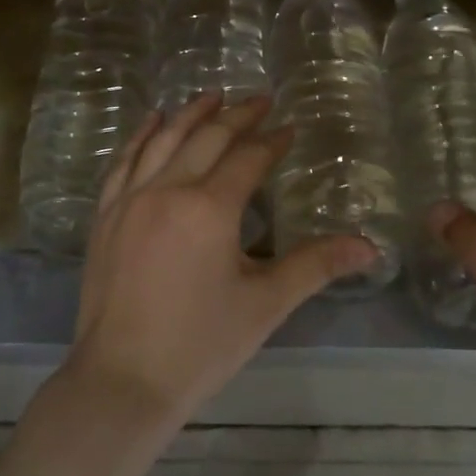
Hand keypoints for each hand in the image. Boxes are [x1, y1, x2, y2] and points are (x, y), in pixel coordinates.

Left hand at [64, 92, 376, 431]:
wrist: (122, 379)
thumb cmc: (200, 344)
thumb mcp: (265, 304)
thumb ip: (316, 266)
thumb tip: (369, 246)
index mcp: (209, 209)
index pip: (248, 159)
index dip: (272, 141)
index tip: (289, 129)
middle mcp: (167, 190)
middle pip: (206, 138)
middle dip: (237, 115)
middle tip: (259, 100)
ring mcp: (129, 200)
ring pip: (162, 140)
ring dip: (190, 114)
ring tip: (212, 96)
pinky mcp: (105, 216)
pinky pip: (123, 162)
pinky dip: (141, 137)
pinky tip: (152, 123)